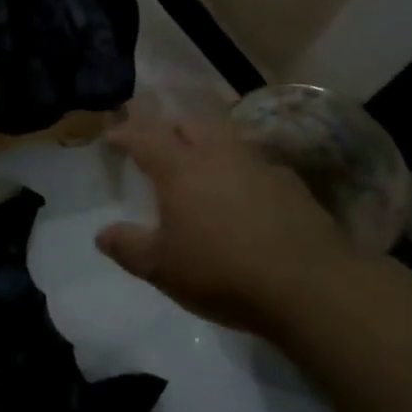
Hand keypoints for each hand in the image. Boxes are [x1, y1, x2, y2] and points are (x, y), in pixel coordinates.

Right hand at [97, 114, 360, 331]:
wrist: (310, 285)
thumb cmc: (222, 271)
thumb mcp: (162, 267)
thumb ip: (128, 247)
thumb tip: (102, 234)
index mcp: (181, 168)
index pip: (145, 137)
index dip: (125, 134)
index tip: (112, 136)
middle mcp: (218, 154)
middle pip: (189, 125)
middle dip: (168, 130)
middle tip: (157, 147)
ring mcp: (259, 165)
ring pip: (225, 138)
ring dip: (206, 144)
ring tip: (199, 164)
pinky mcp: (290, 184)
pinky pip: (254, 163)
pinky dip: (238, 169)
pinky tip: (242, 192)